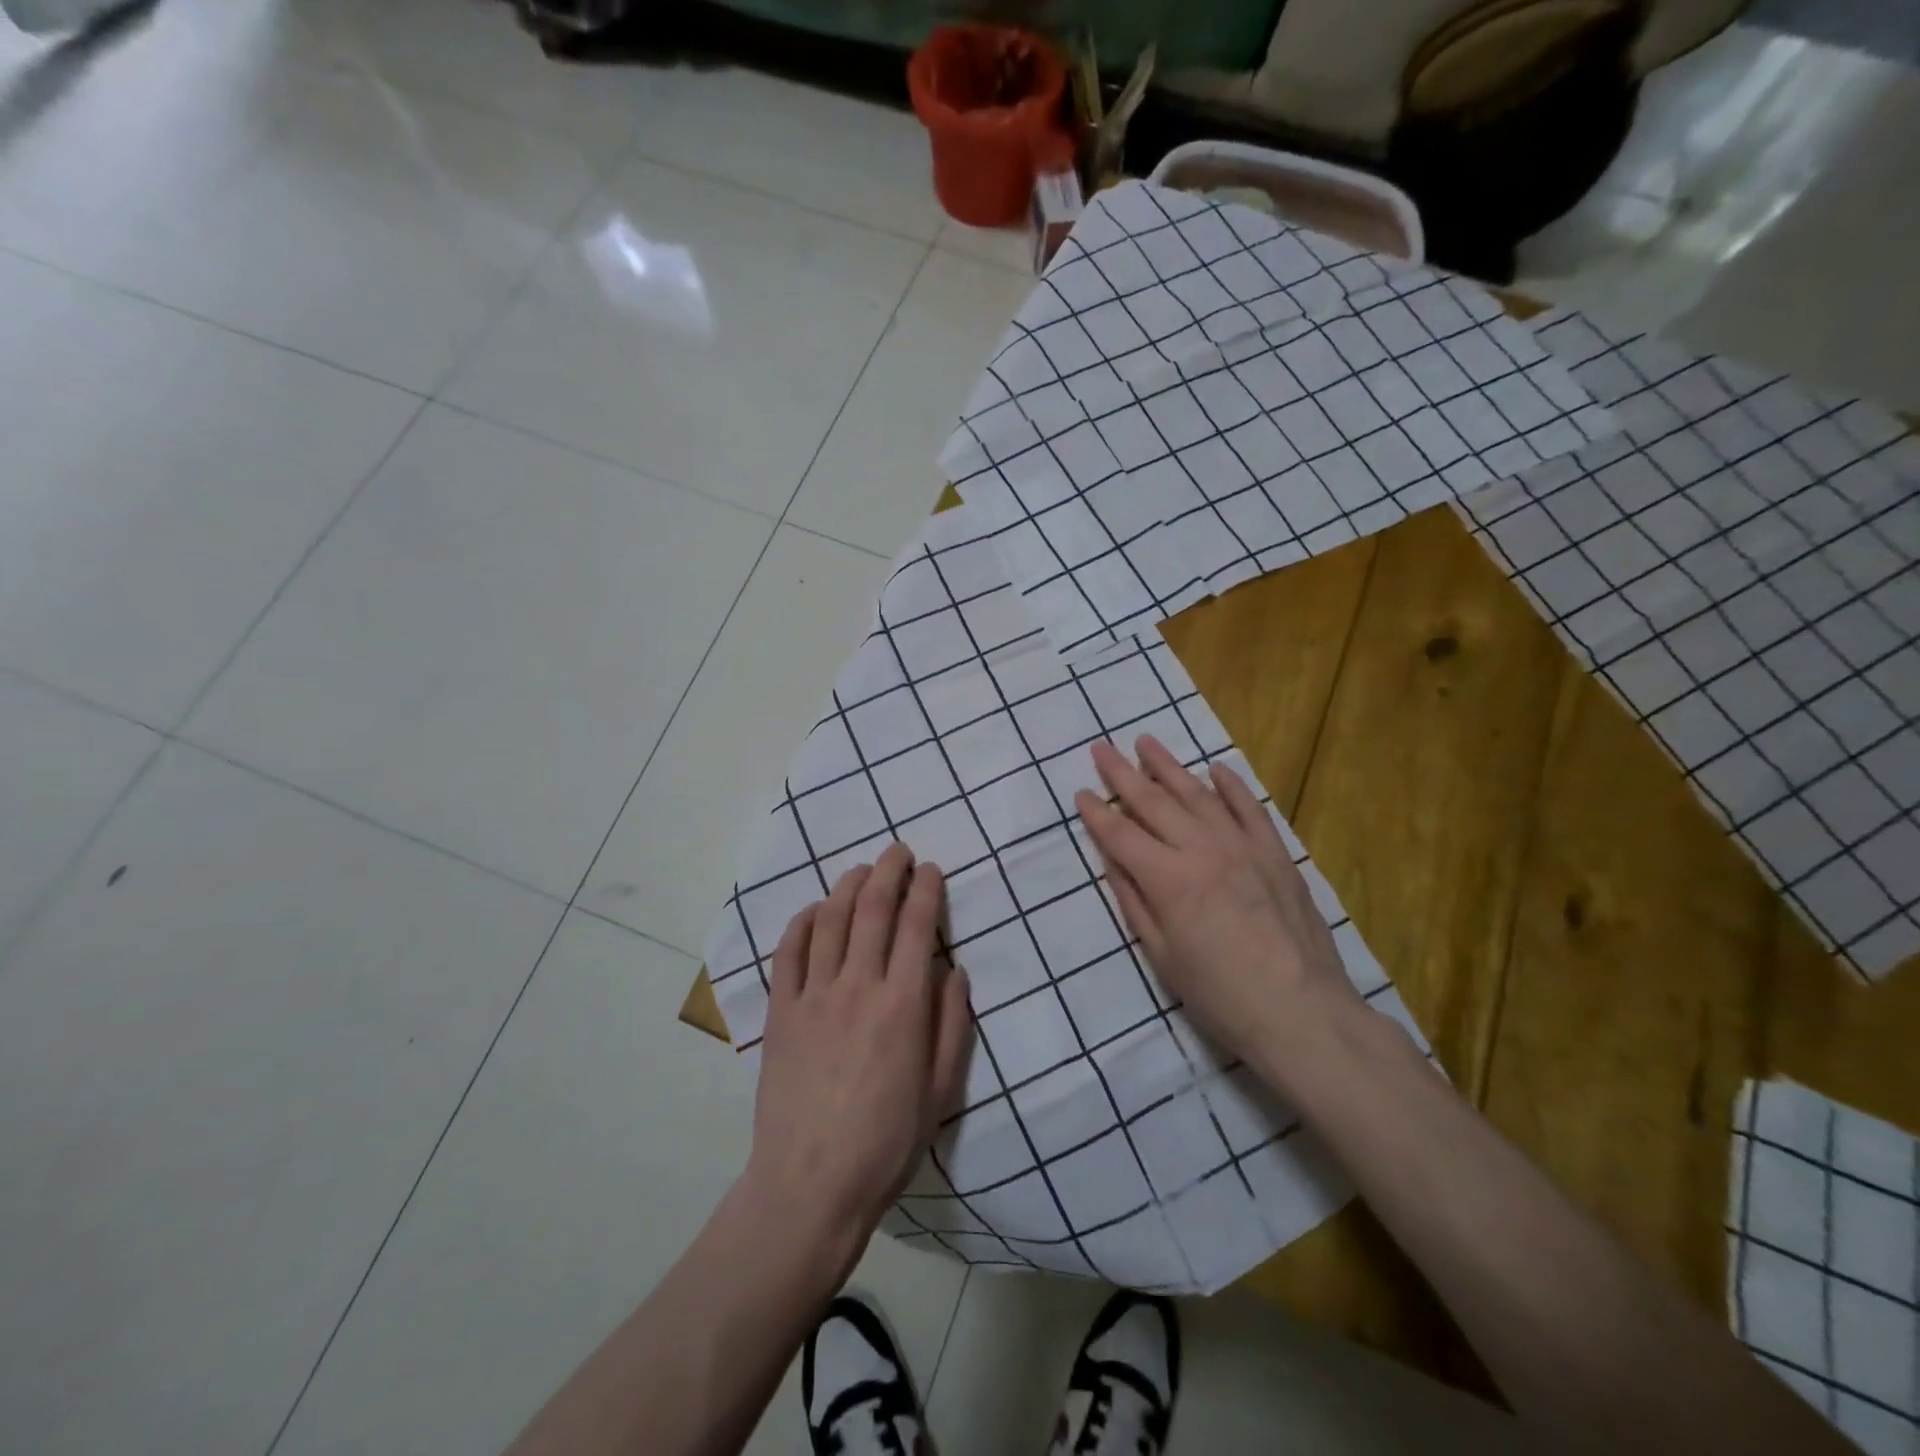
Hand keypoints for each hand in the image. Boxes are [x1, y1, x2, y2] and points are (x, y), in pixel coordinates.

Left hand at [742, 843, 972, 1273]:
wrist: (810, 1186)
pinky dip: (801, 922)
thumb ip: (952, 1025)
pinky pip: (788, 953)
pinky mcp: (780, 1012)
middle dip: (888, 871)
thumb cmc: (886, 1144)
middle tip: (898, 851)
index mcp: (903, 1005)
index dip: (927, 889)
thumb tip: (955, 971)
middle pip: (873, 909)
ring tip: (861, 870)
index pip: (918, 926)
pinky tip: (812, 910)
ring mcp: (813, 996)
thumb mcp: (941, 1091)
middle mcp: (858, 987)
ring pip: (830, 920)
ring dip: (847, 886)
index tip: (932, 869)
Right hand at [1073, 736, 1360, 1067]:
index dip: (1097, 813)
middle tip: (1101, 748)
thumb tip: (1112, 860)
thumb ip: (1134, 902)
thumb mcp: (1162, 957)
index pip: (1121, 834)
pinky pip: (1250, 808)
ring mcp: (1243, 846)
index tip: (1081, 791)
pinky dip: (1231, 785)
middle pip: (1154, 802)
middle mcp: (1202, 850)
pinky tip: (1215, 769)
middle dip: (1123, 773)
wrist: (1303, 1014)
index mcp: (1168, 879)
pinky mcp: (1276, 853)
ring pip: (1198, 794)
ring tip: (1146, 742)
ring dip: (1169, 766)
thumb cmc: (1221, 996)